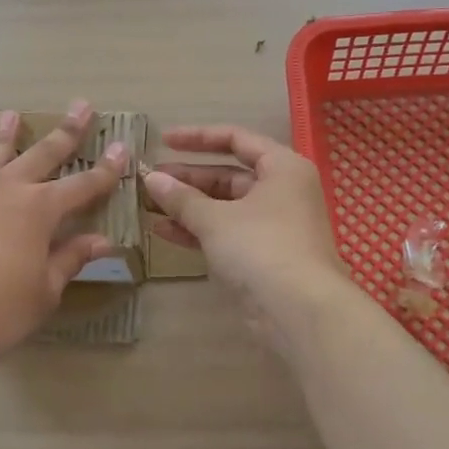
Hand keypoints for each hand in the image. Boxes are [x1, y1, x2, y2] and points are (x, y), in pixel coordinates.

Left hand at [0, 101, 127, 371]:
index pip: (84, 185)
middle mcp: (8, 190)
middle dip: (67, 131)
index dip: (107, 169)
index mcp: (40, 209)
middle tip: (82, 105)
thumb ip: (69, 259)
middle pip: (44, 153)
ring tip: (12, 113)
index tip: (123, 147)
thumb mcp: (43, 292)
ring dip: (7, 133)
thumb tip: (102, 241)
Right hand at [144, 126, 348, 347]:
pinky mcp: (264, 256)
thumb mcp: (215, 219)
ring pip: (225, 207)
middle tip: (149, 181)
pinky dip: (198, 230)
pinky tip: (163, 231)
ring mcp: (274, 225)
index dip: (198, 137)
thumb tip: (152, 179)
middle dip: (187, 178)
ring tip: (148, 206)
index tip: (163, 141)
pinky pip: (226, 233)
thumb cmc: (261, 248)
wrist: (299, 311)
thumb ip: (181, 197)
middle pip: (229, 175)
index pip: (236, 139)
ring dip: (188, 206)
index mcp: (282, 168)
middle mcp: (282, 191)